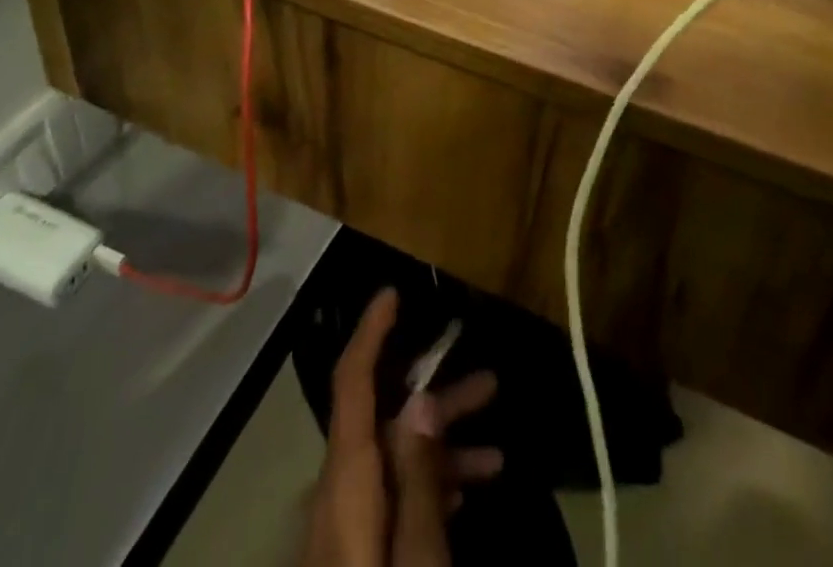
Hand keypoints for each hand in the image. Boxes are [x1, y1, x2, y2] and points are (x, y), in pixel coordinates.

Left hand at [298, 289, 503, 566]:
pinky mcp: (354, 552)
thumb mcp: (416, 558)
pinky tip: (466, 491)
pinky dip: (427, 486)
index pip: (352, 383)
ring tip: (496, 453)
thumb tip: (422, 400)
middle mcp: (337, 490)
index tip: (391, 292)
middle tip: (489, 382)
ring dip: (441, 446)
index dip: (370, 332)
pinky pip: (390, 496)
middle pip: (383, 420)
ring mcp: (343, 524)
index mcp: (345, 479)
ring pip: (393, 460)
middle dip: (435, 397)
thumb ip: (419, 480)